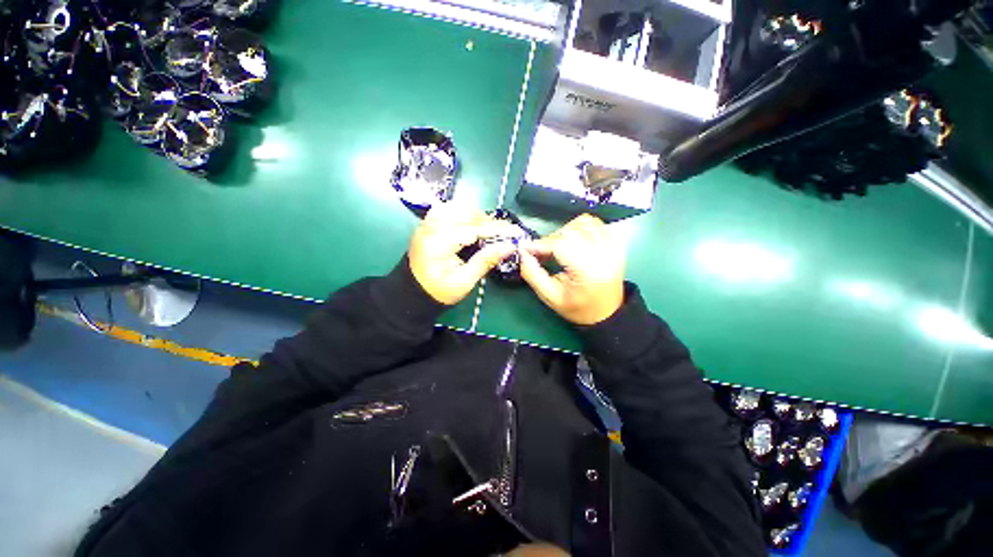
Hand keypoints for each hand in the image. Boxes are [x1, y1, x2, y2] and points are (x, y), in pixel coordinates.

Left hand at [409, 203, 518, 304]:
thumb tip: (509, 246)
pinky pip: (448, 210)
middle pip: (465, 212)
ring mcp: (427, 223)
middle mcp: (431, 227)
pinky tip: (470, 226)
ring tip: (486, 231)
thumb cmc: (439, 291)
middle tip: (501, 235)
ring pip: (456, 207)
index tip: (516, 232)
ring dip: (475, 216)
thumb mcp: (464, 281)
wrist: (412, 293)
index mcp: (439, 243)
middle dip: (486, 221)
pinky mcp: (428, 224)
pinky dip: (463, 214)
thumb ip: (486, 260)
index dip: (497, 230)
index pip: (473, 229)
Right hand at [518, 214, 624, 324]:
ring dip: (566, 230)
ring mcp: (613, 247)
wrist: (606, 313)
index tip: (527, 249)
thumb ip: (533, 274)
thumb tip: (522, 253)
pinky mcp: (616, 244)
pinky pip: (597, 223)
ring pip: (584, 222)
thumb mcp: (550, 297)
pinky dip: (581, 227)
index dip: (540, 244)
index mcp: (588, 271)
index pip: (561, 244)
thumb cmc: (577, 308)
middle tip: (543, 252)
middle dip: (551, 239)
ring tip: (559, 246)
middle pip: (571, 230)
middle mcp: (604, 254)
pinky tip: (574, 241)